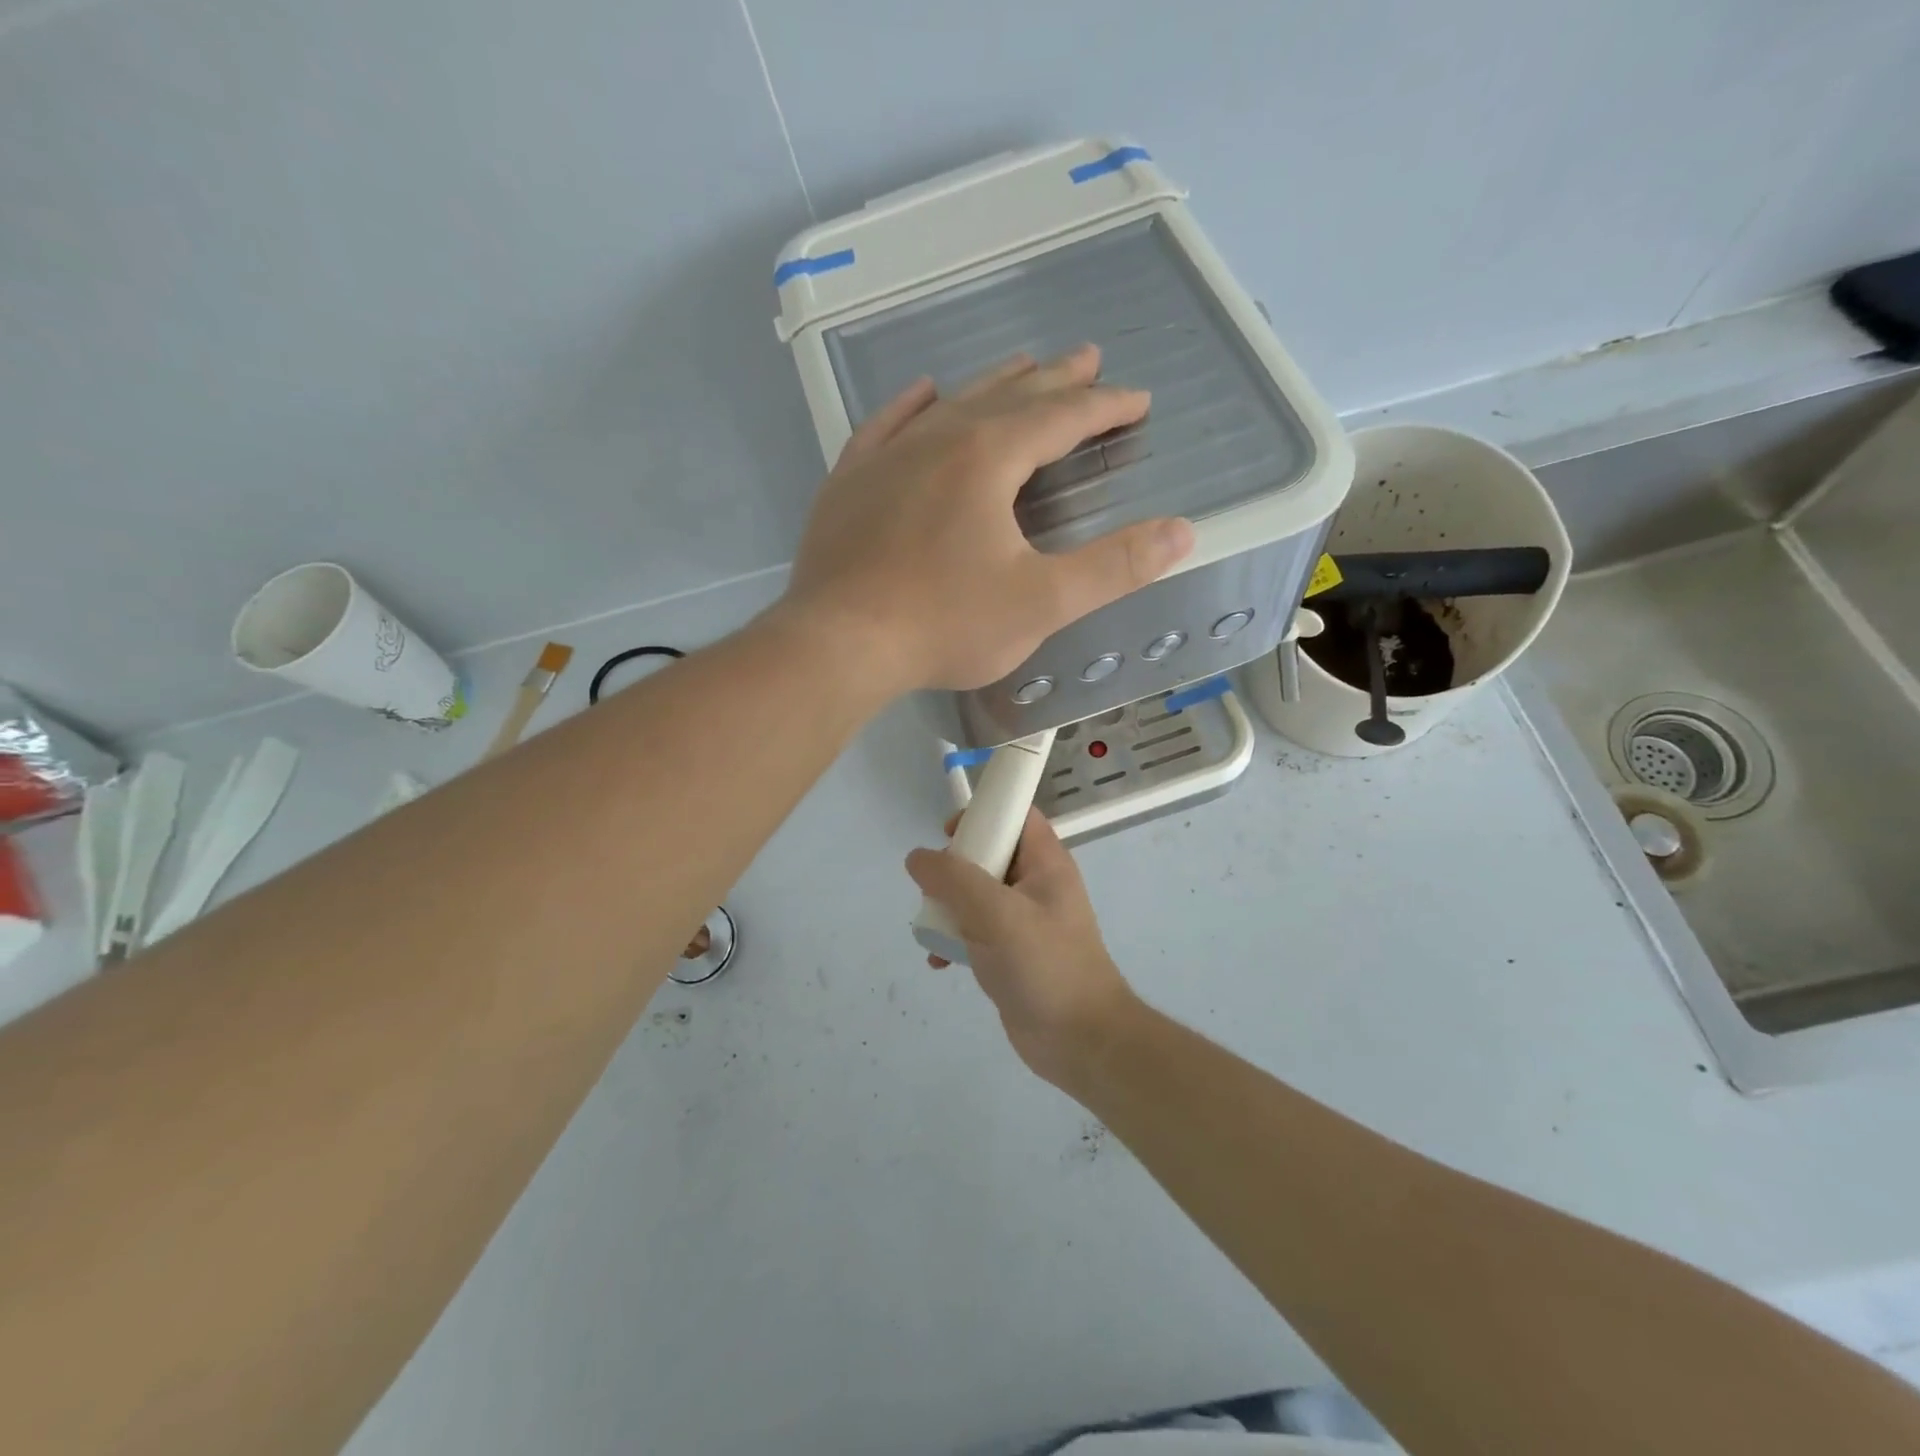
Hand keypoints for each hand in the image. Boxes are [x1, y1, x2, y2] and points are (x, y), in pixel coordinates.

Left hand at [782, 346, 1194, 693]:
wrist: (838, 644)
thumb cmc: (944, 624)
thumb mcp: (1042, 602)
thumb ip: (1114, 567)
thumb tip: (1181, 532)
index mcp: (988, 458)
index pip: (1061, 418)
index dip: (1104, 407)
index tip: (1136, 399)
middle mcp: (938, 440)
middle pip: (1008, 397)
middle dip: (1055, 380)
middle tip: (1087, 358)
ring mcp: (886, 457)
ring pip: (950, 404)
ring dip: (992, 384)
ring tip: (1022, 365)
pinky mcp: (849, 483)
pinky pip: (885, 426)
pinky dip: (911, 406)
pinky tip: (924, 393)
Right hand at [905, 808, 1137, 1086]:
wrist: (1080, 1041)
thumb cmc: (1045, 965)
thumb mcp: (996, 914)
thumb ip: (954, 880)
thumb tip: (917, 858)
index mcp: (1045, 863)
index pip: (1016, 816)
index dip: (984, 815)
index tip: (949, 834)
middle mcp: (1036, 885)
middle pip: (989, 854)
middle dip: (955, 867)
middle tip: (934, 887)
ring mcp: (1024, 921)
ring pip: (977, 895)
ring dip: (949, 906)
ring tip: (933, 927)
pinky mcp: (1012, 954)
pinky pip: (975, 932)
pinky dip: (955, 939)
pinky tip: (939, 960)